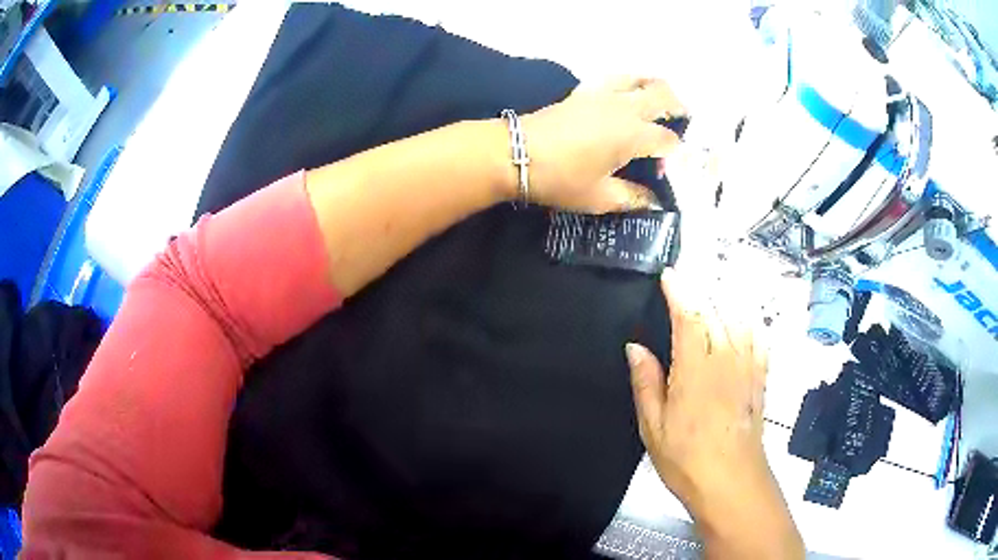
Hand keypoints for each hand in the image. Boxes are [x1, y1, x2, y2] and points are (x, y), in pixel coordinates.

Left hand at [520, 77, 684, 212]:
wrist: (515, 153)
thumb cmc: (560, 179)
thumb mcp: (600, 198)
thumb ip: (632, 198)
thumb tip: (653, 202)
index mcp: (633, 135)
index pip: (667, 139)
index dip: (672, 155)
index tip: (661, 172)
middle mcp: (624, 109)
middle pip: (662, 96)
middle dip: (679, 107)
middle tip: (684, 119)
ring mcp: (603, 95)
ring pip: (639, 79)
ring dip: (656, 86)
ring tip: (661, 98)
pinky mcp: (584, 92)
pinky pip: (613, 78)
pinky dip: (628, 81)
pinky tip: (626, 92)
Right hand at [626, 269, 803, 558]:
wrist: (731, 481)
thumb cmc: (686, 458)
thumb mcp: (653, 427)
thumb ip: (646, 383)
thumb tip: (635, 347)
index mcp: (695, 369)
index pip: (689, 316)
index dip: (679, 291)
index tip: (669, 274)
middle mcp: (725, 359)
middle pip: (716, 311)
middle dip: (700, 290)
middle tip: (685, 280)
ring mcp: (747, 367)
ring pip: (738, 319)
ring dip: (724, 299)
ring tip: (710, 291)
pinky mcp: (759, 378)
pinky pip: (757, 338)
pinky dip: (748, 321)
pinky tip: (742, 320)